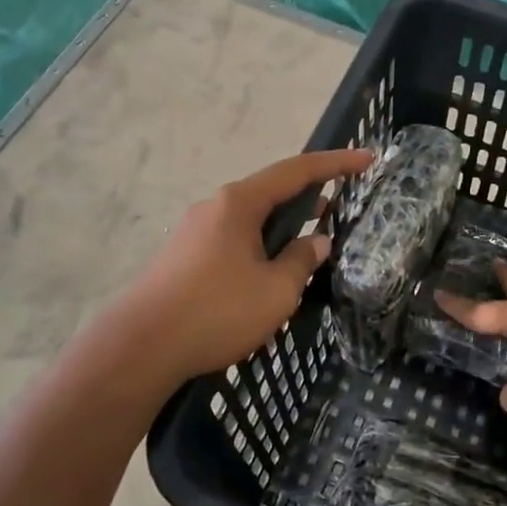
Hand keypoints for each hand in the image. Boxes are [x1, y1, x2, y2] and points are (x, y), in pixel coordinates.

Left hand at [120, 148, 373, 385]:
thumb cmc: (216, 311)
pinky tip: (271, 268)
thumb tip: (317, 242)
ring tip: (313, 238)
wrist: (139, 347)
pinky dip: (262, 242)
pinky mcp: (184, 256)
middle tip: (342, 204)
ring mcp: (195, 230)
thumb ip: (302, 261)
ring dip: (284, 223)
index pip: (297, 171)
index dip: (336, 164)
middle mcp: (215, 206)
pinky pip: (235, 237)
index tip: (367, 158)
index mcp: (240, 203)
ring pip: (252, 217)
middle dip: (309, 195)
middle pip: (271, 190)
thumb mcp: (276, 290)